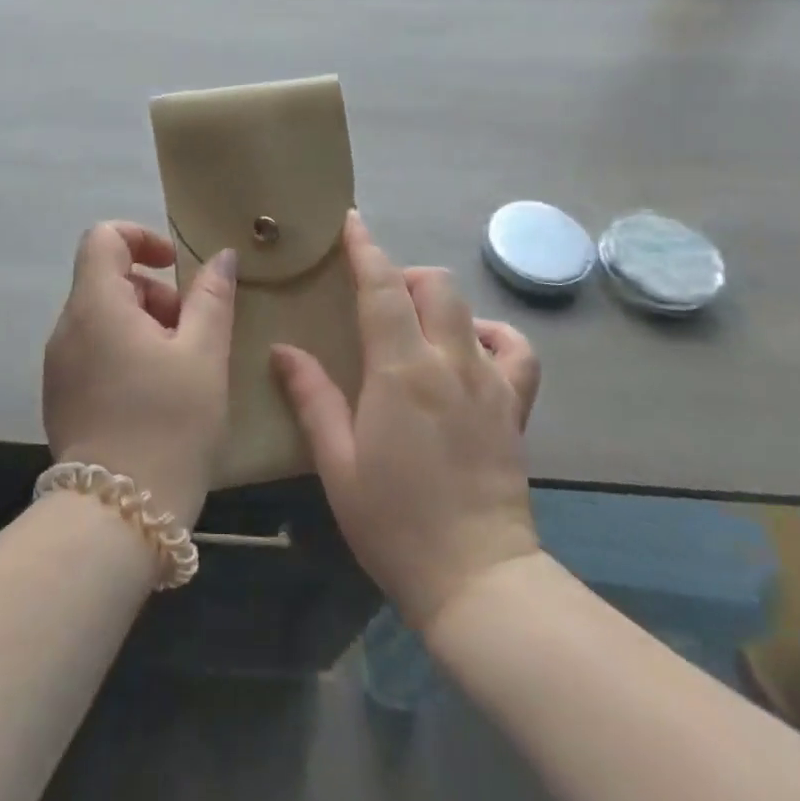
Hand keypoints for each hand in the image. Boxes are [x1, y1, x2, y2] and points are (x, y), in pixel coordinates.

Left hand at [43, 222, 236, 525]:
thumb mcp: (204, 355)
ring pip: (104, 318)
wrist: (117, 516)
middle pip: (108, 280)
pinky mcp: (60, 397)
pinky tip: (156, 395)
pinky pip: (94, 352)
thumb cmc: (169, 424)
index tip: (176, 267)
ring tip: (181, 369)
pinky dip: (126, 353)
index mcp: (96, 305)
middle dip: (155, 293)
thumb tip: (221, 256)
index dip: (142, 238)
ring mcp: (58, 365)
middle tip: (192, 333)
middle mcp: (67, 327)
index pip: (103, 237)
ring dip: (144, 326)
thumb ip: (212, 297)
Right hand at [272, 211, 540, 634]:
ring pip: (470, 309)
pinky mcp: (515, 407)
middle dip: (402, 274)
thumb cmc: (393, 522)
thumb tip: (283, 350)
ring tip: (416, 323)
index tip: (351, 222)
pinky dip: (493, 335)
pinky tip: (471, 347)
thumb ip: (312, 397)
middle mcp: (449, 363)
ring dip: (439, 301)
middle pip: (433, 285)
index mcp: (401, 371)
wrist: (475, 579)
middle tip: (376, 295)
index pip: (382, 287)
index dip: (365, 248)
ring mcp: (489, 383)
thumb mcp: (336, 462)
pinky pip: (516, 351)